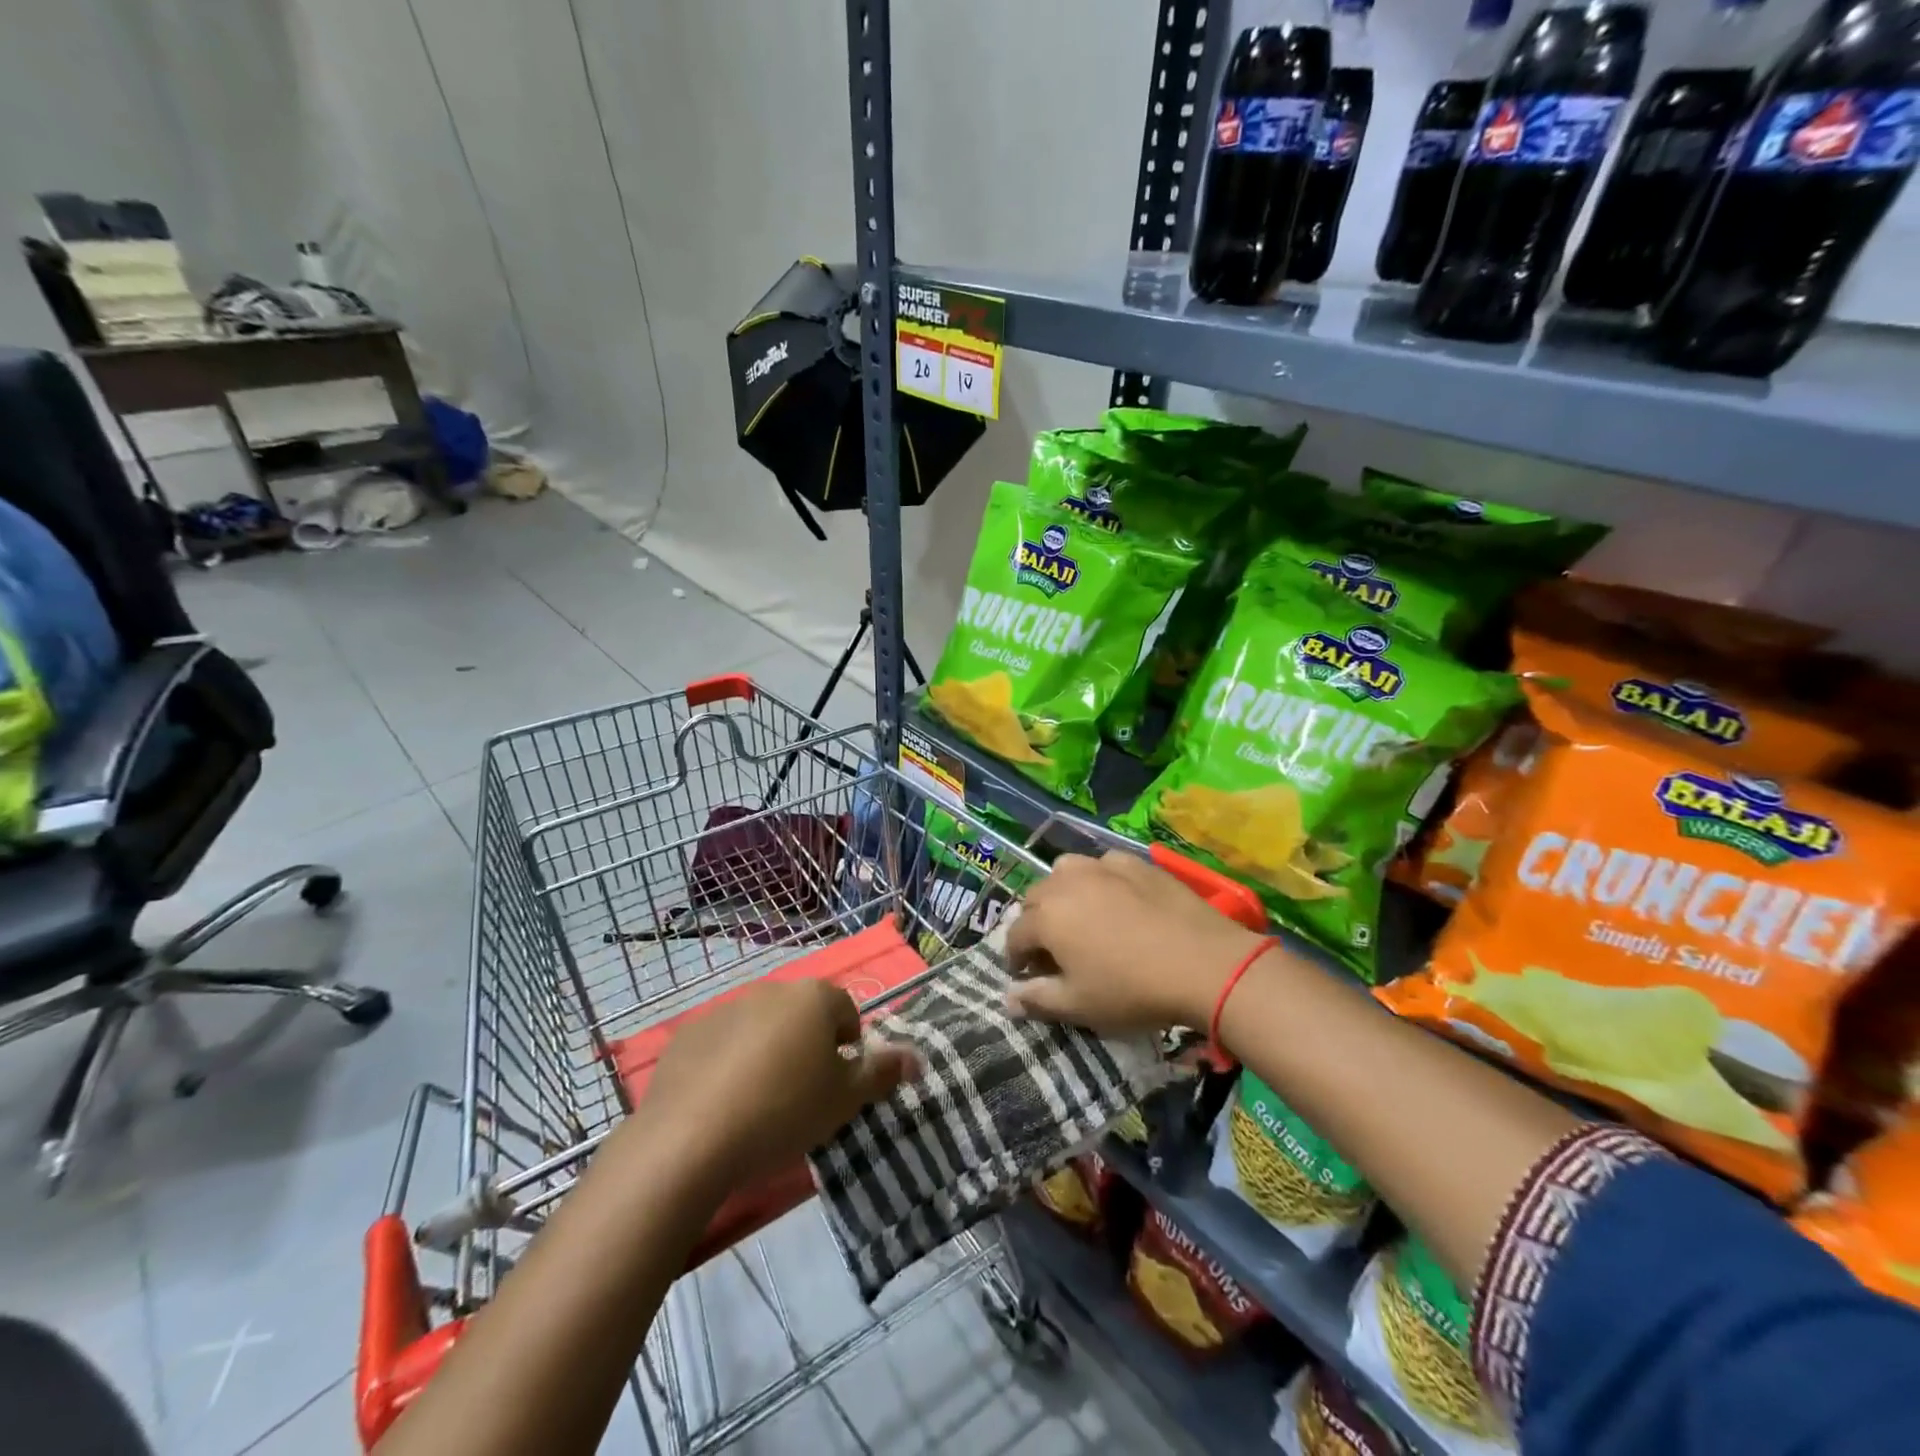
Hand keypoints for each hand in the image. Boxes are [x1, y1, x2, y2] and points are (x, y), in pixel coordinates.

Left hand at [639, 981, 918, 1190]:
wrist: (690, 1139)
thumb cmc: (783, 1111)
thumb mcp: (844, 1099)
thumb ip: (882, 1072)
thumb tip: (917, 1057)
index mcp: (814, 998)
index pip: (847, 1012)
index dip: (848, 1048)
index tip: (837, 1086)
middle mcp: (771, 991)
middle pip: (802, 1016)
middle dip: (808, 1047)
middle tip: (802, 1096)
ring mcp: (725, 1009)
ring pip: (761, 1029)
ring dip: (767, 1053)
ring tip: (759, 1104)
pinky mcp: (688, 1035)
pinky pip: (721, 1045)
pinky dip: (727, 1064)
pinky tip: (720, 1104)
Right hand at [1004, 851, 1268, 1035]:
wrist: (1204, 963)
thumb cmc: (1132, 990)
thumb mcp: (1079, 1005)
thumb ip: (1037, 999)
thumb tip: (1006, 999)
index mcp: (1046, 917)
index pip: (1014, 935)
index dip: (1016, 958)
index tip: (1027, 976)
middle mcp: (1066, 882)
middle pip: (1035, 898)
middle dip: (1036, 923)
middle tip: (1055, 951)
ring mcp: (1102, 866)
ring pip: (1066, 872)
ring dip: (1063, 893)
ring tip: (1081, 917)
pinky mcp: (1135, 862)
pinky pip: (1103, 865)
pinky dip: (1100, 880)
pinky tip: (1117, 899)